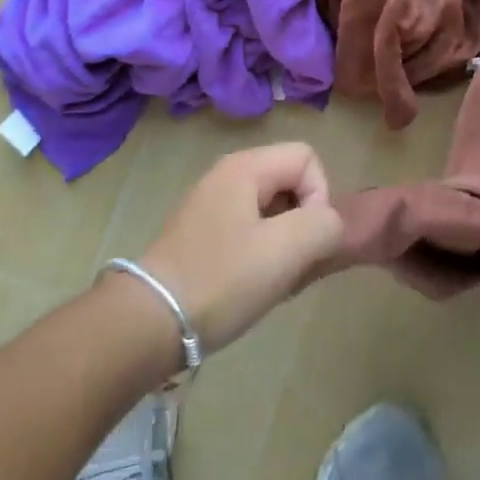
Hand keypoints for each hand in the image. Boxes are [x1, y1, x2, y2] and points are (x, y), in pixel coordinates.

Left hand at [137, 143, 343, 350]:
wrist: (151, 321)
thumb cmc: (221, 279)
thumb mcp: (285, 250)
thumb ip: (324, 225)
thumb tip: (329, 223)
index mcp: (245, 167)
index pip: (307, 158)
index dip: (319, 196)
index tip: (305, 239)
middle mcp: (227, 175)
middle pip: (290, 180)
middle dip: (304, 222)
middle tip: (294, 264)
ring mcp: (212, 204)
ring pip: (272, 209)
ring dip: (285, 243)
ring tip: (274, 280)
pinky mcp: (203, 234)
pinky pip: (250, 229)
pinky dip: (263, 253)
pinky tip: (253, 286)